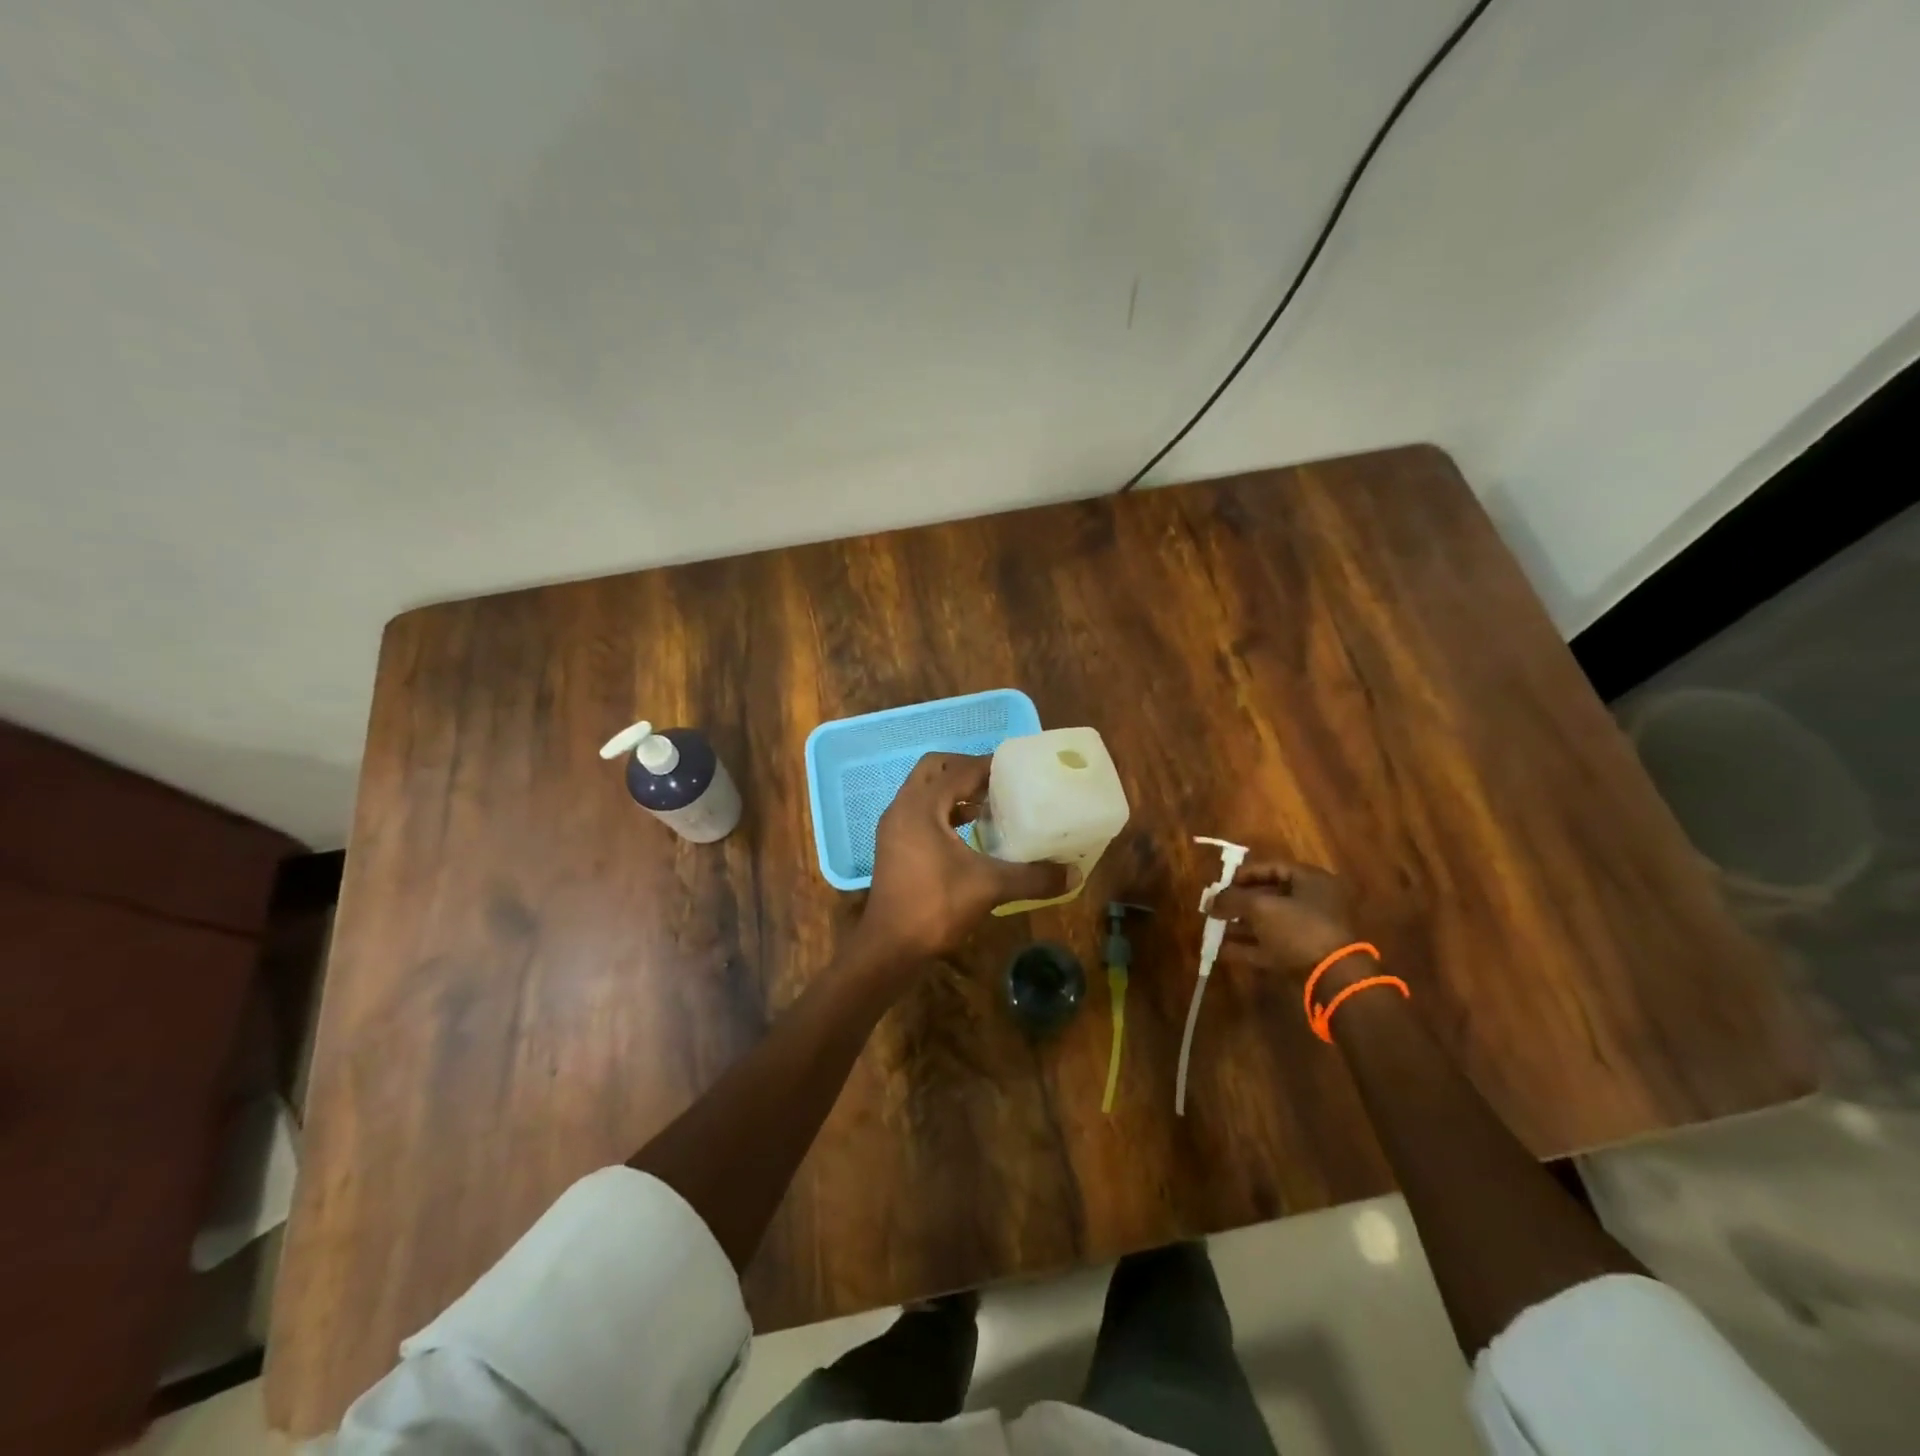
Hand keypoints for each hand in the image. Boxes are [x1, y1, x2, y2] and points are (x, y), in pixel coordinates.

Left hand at [855, 753, 1070, 965]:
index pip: (957, 770)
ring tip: (988, 805)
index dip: (988, 766)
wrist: (890, 948)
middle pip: (934, 769)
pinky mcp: (894, 846)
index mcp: (921, 806)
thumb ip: (1032, 877)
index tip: (1018, 770)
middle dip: (965, 770)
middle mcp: (903, 808)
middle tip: (998, 783)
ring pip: (925, 792)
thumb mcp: (990, 887)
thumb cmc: (935, 907)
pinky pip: (920, 813)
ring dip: (954, 792)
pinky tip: (969, 832)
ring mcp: (894, 828)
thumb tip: (1074, 874)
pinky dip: (944, 813)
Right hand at [1210, 860, 1369, 989]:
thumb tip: (1209, 901)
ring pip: (1269, 923)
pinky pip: (1271, 946)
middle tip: (1216, 906)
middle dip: (1240, 902)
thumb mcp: (1260, 907)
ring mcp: (1309, 931)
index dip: (1245, 874)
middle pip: (1269, 896)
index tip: (1222, 883)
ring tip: (1214, 928)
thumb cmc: (1299, 928)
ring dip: (1241, 926)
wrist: (1333, 976)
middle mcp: (1313, 902)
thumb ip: (1232, 900)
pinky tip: (1223, 950)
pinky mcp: (1303, 956)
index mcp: (1311, 881)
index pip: (1273, 868)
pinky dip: (1249, 947)